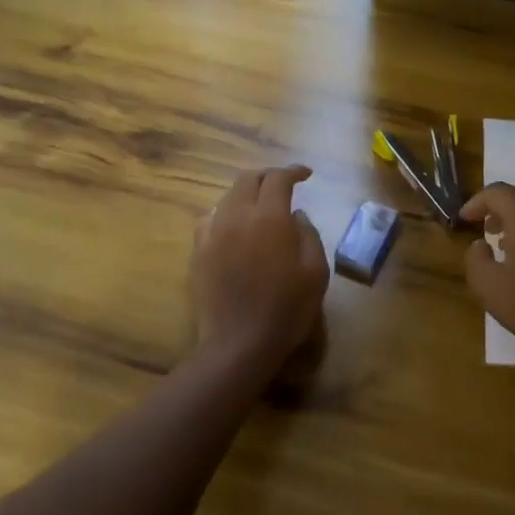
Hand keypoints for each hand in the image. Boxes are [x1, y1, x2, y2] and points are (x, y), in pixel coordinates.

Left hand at [191, 165, 329, 371]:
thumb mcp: (316, 272)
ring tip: (261, 204)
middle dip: (267, 176)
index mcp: (270, 218)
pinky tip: (234, 225)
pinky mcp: (199, 251)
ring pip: (228, 197)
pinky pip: (211, 218)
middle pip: (248, 179)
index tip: (306, 175)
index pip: (278, 179)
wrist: (239, 343)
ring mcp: (214, 233)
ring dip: (247, 192)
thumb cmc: (286, 309)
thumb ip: (309, 235)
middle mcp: (238, 216)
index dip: (293, 171)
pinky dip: (226, 212)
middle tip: (283, 184)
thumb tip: (297, 215)